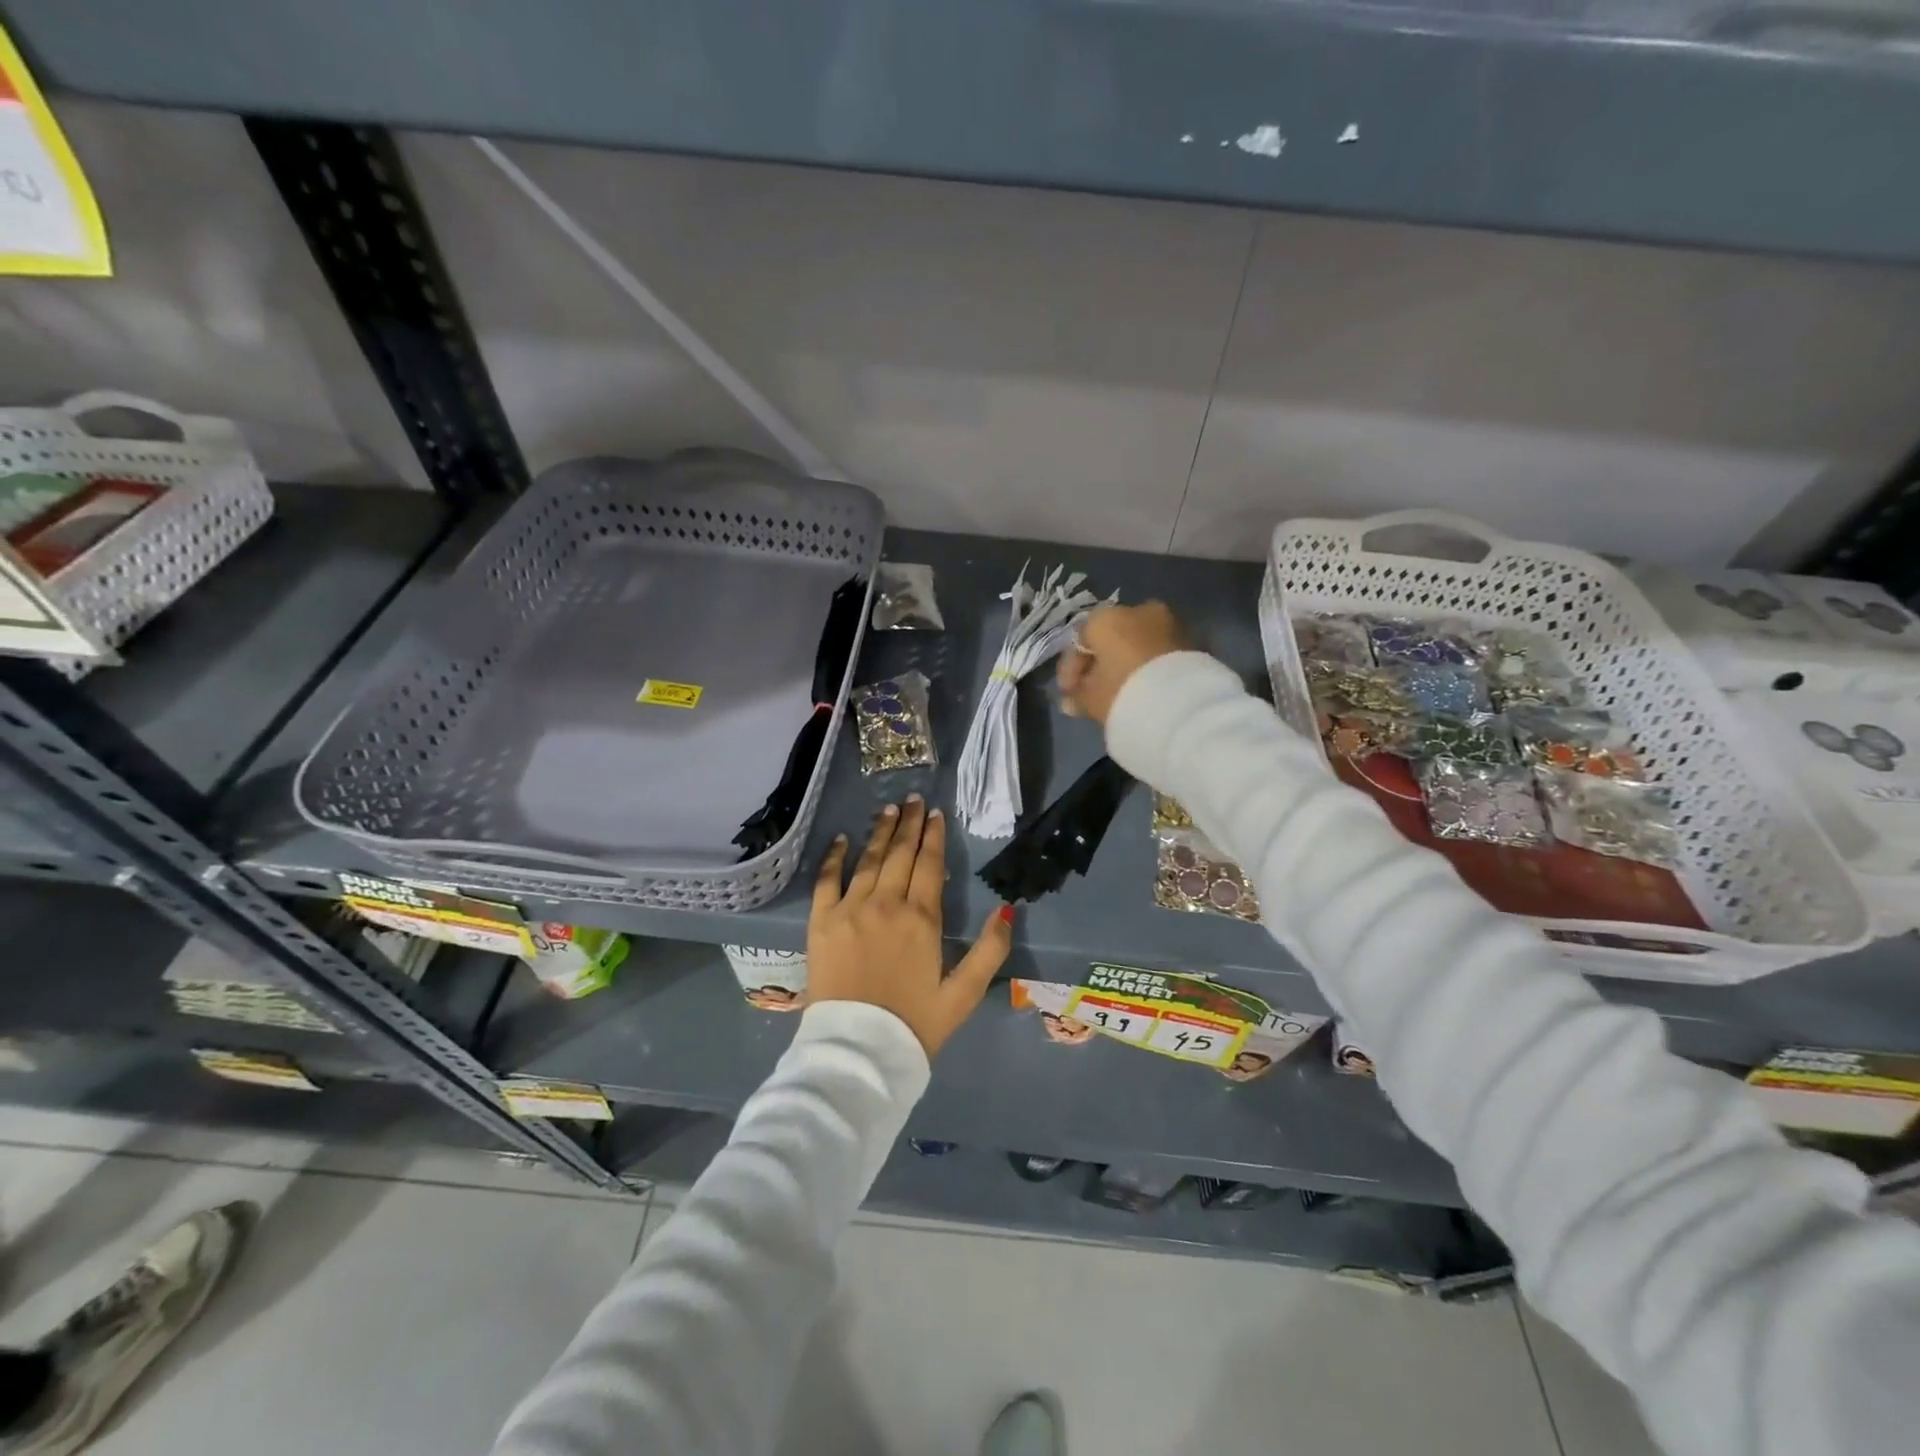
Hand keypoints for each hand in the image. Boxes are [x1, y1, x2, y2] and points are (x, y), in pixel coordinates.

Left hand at [808, 796, 1013, 1055]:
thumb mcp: (963, 994)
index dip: (933, 836)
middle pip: (900, 854)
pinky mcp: (821, 922)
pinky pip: (827, 880)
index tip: (936, 814)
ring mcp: (850, 910)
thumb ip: (989, 952)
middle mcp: (886, 904)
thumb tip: (1006, 910)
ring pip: (868, 860)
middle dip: (909, 824)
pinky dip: (834, 857)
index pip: (929, 865)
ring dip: (879, 832)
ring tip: (888, 810)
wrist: (857, 1052)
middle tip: (914, 800)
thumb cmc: (914, 1025)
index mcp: (921, 919)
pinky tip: (842, 839)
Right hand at [1056, 601, 1188, 725]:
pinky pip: (1160, 654)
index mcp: (1106, 617)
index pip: (1080, 640)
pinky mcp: (1193, 642)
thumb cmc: (1122, 691)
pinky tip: (1145, 690)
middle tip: (1094, 694)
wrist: (1180, 703)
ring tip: (1121, 694)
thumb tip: (1071, 701)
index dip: (1071, 670)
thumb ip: (1077, 696)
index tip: (1069, 694)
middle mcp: (1139, 610)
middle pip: (1111, 639)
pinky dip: (1150, 668)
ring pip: (1138, 644)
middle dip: (1101, 665)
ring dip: (1127, 665)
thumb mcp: (1091, 698)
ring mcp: (1170, 623)